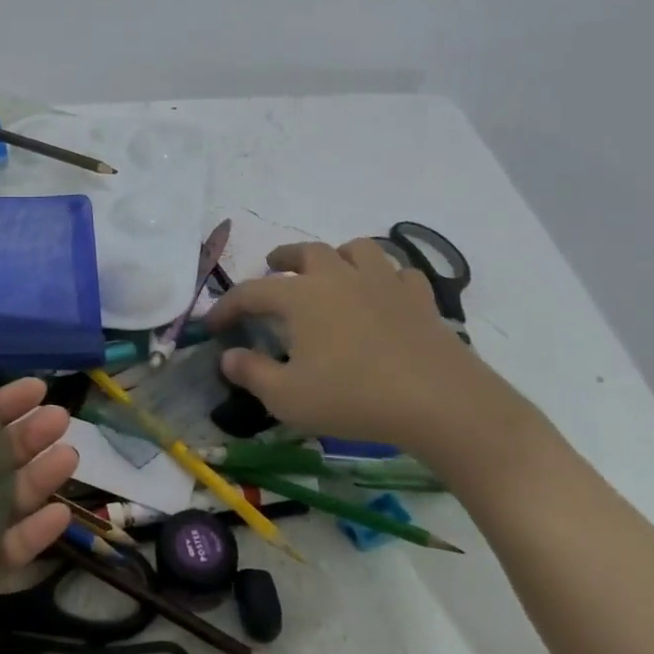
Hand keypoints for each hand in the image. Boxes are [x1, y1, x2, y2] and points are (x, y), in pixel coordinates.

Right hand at [207, 237, 531, 462]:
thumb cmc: (353, 398)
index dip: (226, 306)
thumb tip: (228, 356)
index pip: (250, 292)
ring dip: (336, 256)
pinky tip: (382, 294)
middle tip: (272, 268)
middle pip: (306, 252)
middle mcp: (339, 278)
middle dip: (283, 258)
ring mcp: (384, 284)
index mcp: (300, 296)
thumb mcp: (286, 397)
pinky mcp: (421, 300)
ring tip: (329, 271)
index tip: (212, 325)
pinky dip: (384, 277)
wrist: (442, 404)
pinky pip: (399, 273)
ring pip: (356, 249)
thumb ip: (251, 373)